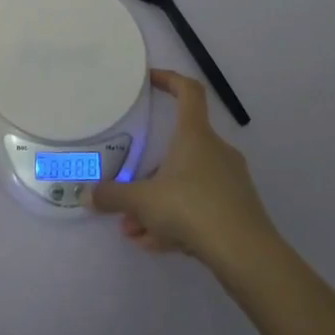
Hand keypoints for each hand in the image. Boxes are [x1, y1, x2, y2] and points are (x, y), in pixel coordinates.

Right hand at [88, 69, 274, 267]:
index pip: (188, 91)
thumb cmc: (192, 209)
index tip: (150, 80)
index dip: (169, 79)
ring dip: (157, 204)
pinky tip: (156, 244)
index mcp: (195, 135)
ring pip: (185, 184)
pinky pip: (199, 206)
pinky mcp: (237, 209)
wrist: (247, 254)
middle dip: (148, 174)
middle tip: (127, 196)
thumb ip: (112, 196)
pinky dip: (177, 220)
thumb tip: (87, 194)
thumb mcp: (143, 201)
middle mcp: (216, 151)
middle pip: (177, 150)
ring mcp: (230, 180)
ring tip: (134, 231)